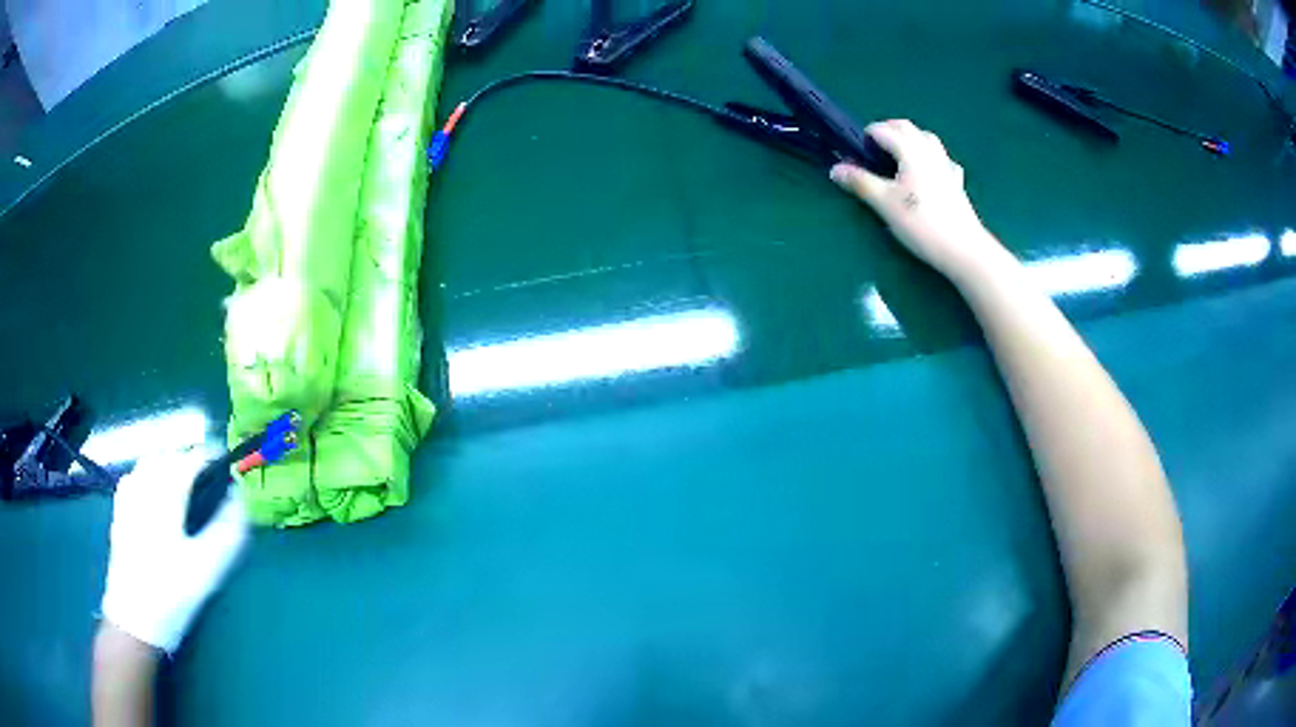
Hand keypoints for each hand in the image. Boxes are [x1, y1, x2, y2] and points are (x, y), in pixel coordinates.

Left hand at [101, 449, 248, 653]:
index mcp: (164, 496)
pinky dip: (149, 476)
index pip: (189, 460)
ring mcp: (127, 498)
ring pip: (149, 463)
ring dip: (169, 465)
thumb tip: (239, 498)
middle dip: (189, 461)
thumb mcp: (206, 570)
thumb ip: (227, 532)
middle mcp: (143, 487)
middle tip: (209, 481)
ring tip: (185, 486)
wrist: (134, 619)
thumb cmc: (171, 595)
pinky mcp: (119, 511)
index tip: (227, 467)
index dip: (210, 457)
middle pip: (167, 457)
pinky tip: (156, 496)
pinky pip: (135, 477)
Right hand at [831, 120, 1006, 279]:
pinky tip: (928, 171)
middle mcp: (929, 151)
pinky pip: (942, 159)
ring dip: (910, 139)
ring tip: (898, 156)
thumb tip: (835, 169)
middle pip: (906, 128)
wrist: (962, 249)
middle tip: (873, 148)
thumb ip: (860, 182)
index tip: (856, 151)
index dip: (867, 136)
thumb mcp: (884, 203)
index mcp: (910, 151)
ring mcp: (946, 165)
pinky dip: (930, 157)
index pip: (883, 130)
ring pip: (926, 139)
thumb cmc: (921, 223)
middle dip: (887, 130)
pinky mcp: (956, 182)